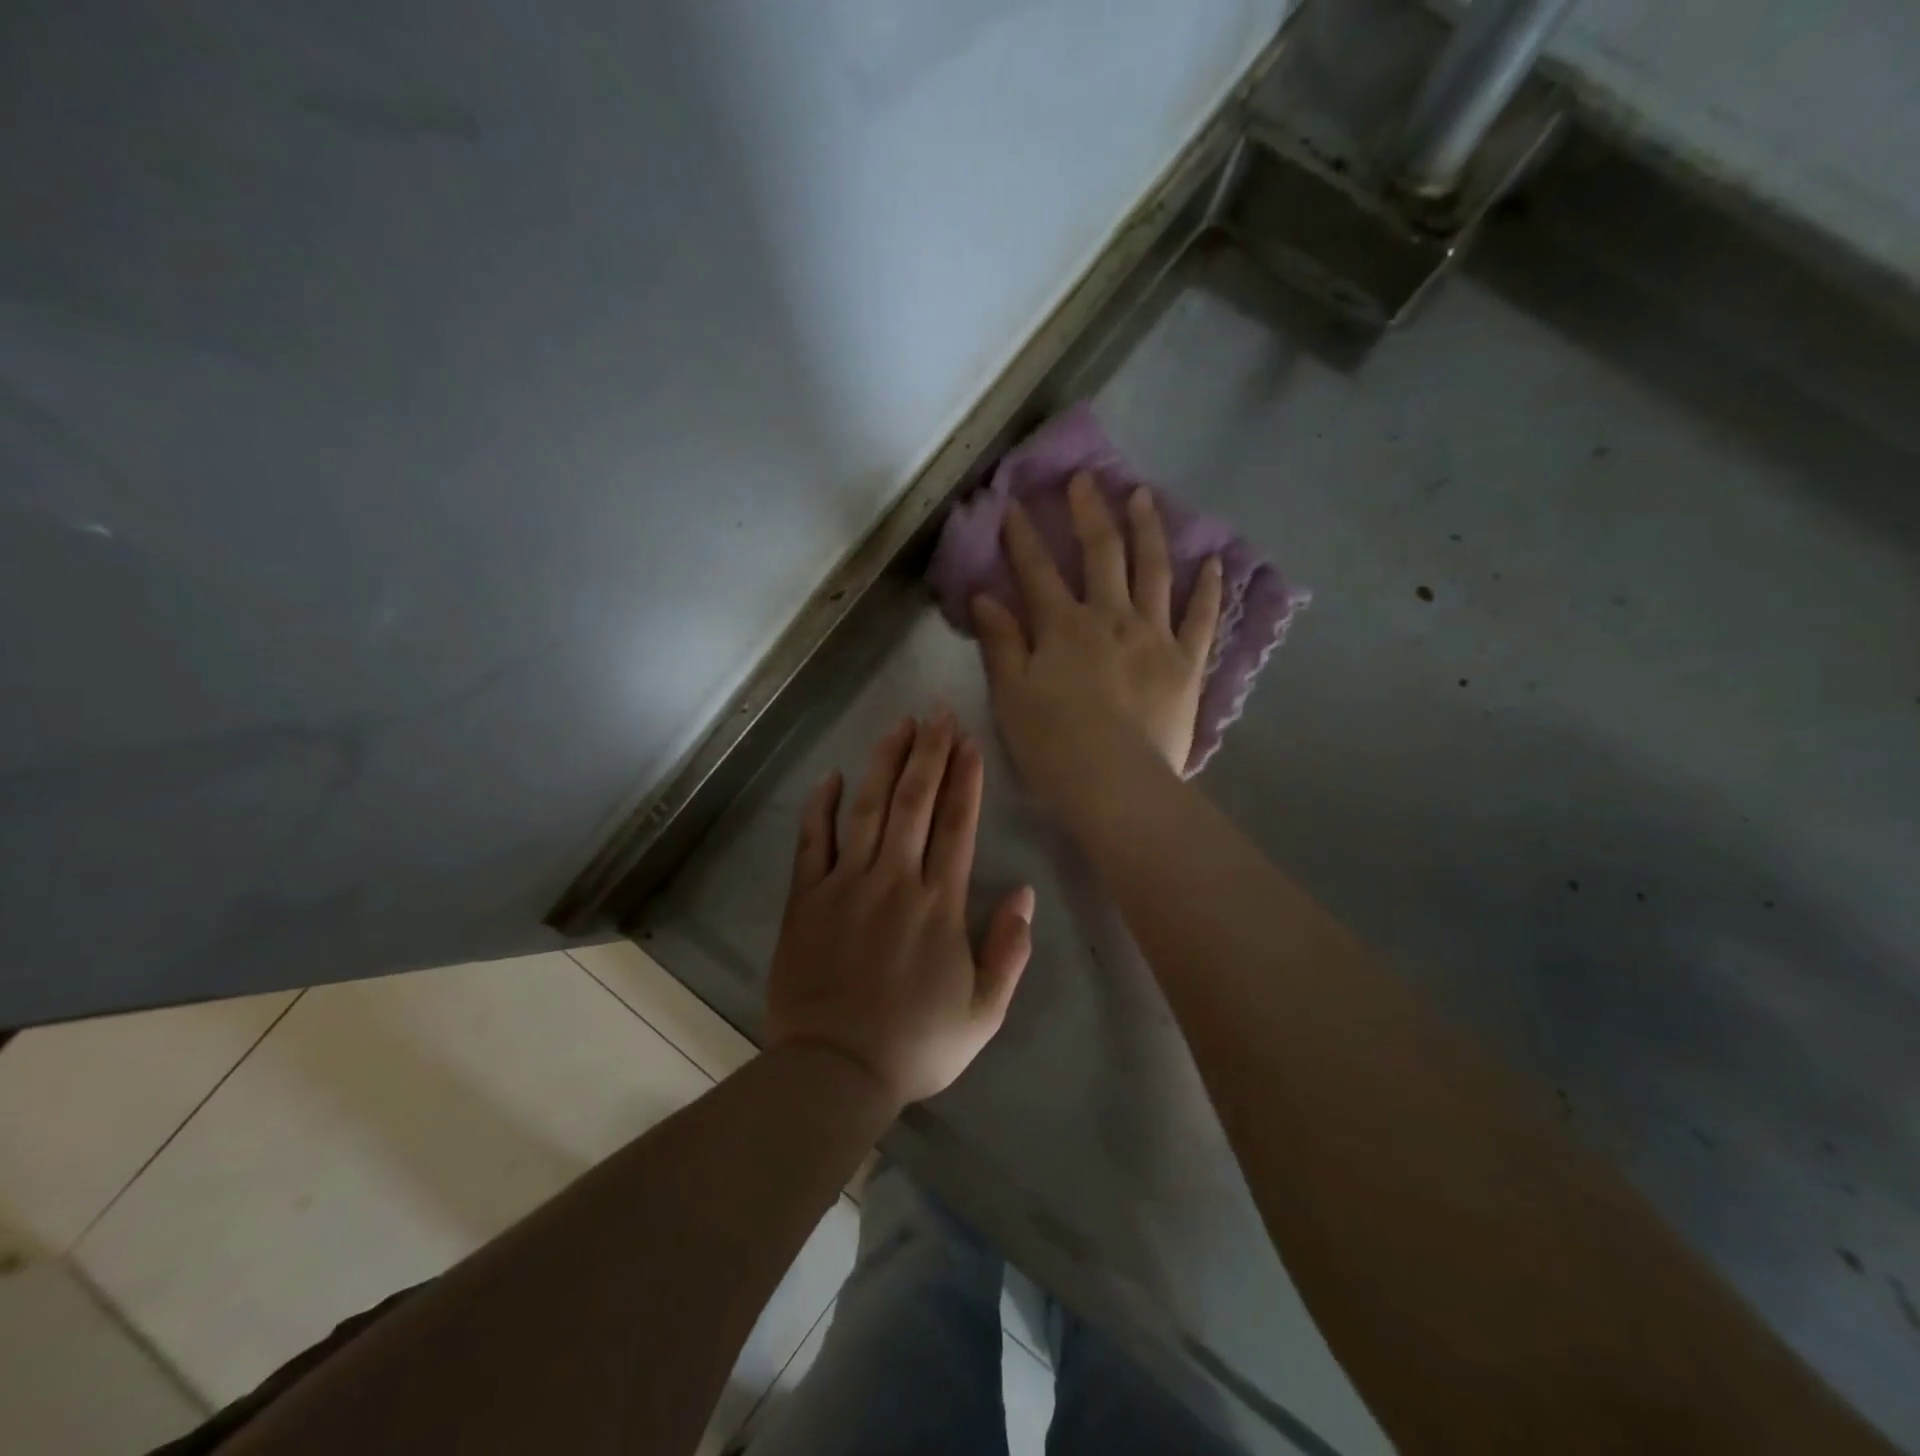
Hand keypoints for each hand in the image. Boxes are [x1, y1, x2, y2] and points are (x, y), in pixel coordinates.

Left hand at [765, 713, 1035, 1109]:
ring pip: (867, 810)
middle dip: (929, 753)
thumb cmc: (916, 1045)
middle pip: (914, 803)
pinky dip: (820, 807)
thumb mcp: (984, 1012)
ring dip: (884, 763)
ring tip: (899, 726)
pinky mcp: (806, 899)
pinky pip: (812, 842)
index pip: (957, 825)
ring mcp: (845, 886)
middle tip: (937, 712)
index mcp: (939, 905)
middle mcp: (894, 881)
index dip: (966, 779)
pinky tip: (831, 777)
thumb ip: (1009, 951)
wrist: (835, 1072)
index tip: (970, 741)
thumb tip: (1025, 894)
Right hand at [972, 473, 1221, 802]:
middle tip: (1086, 480)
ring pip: (1154, 571)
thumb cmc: (1053, 746)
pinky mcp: (1187, 663)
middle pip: (1101, 553)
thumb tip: (984, 597)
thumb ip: (1000, 643)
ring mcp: (1155, 636)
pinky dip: (1208, 589)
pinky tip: (1214, 562)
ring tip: (1143, 497)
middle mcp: (1111, 617)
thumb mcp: (1011, 695)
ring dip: (1148, 530)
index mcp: (1063, 626)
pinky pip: (1202, 618)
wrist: (1116, 786)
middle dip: (1089, 512)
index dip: (1022, 536)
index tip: (1014, 505)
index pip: (1037, 570)